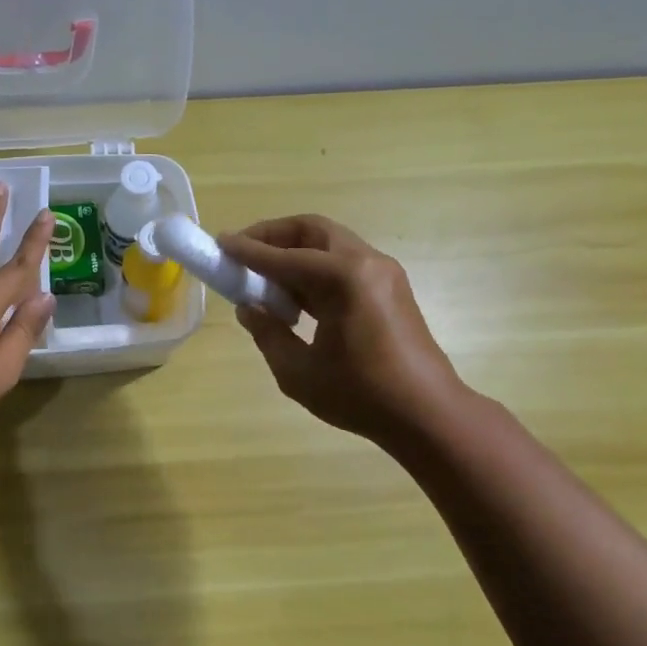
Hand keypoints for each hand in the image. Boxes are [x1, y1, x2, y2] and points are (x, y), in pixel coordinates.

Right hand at [220, 215, 463, 445]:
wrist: (427, 413)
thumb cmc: (360, 395)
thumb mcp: (298, 371)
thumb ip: (268, 333)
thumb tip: (248, 308)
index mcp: (343, 278)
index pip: (284, 257)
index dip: (247, 250)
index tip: (219, 243)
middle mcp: (366, 263)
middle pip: (312, 231)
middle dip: (273, 236)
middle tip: (243, 252)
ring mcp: (383, 273)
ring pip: (330, 244)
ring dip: (295, 253)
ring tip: (264, 278)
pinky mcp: (390, 288)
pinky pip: (344, 263)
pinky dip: (315, 268)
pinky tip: (296, 297)